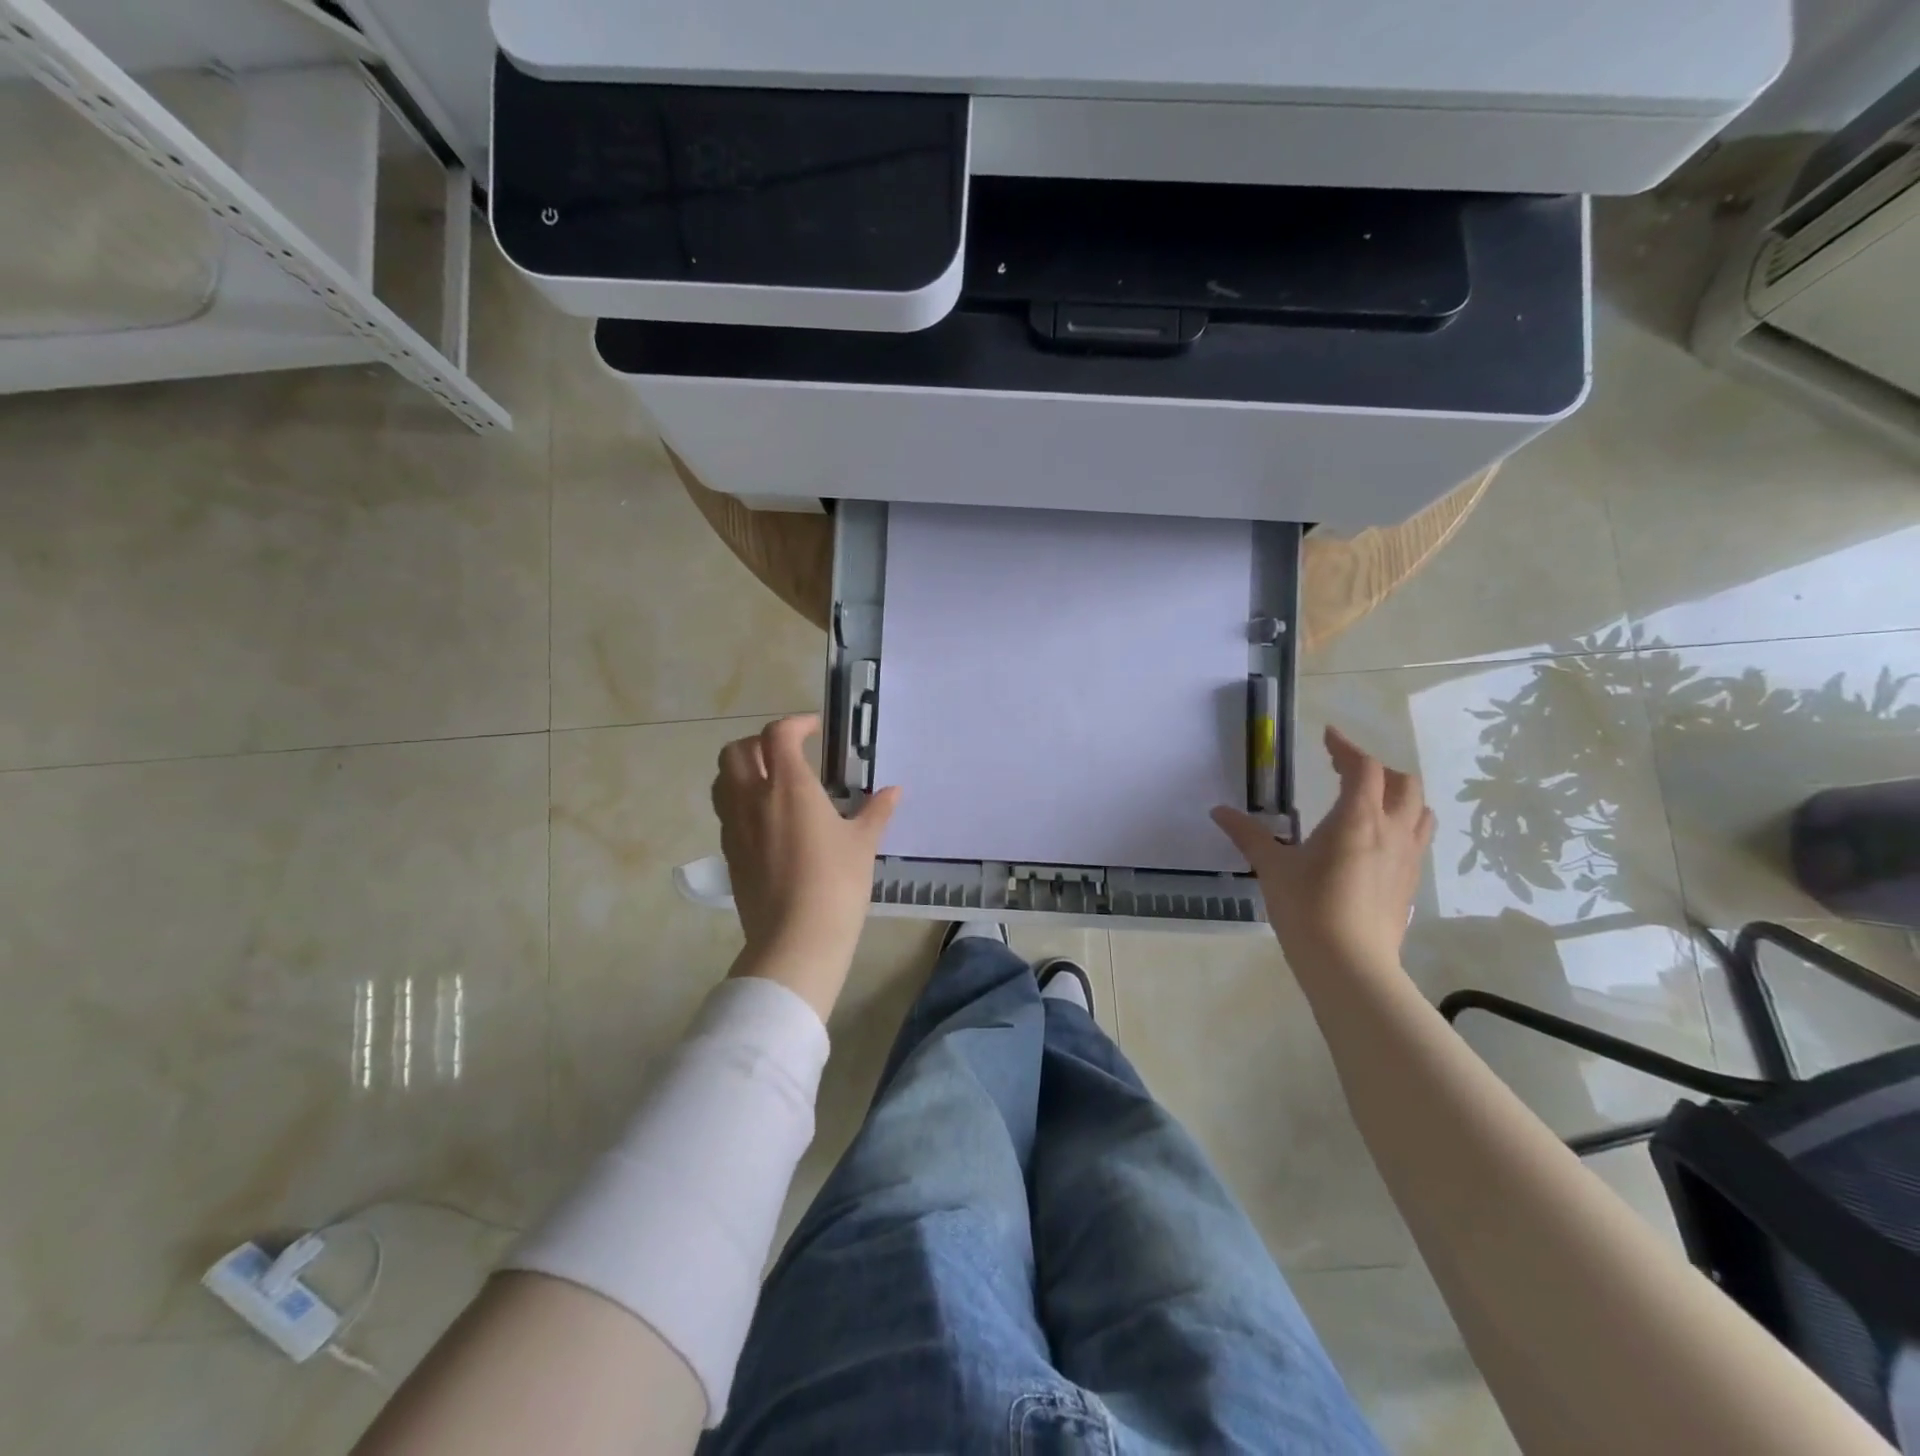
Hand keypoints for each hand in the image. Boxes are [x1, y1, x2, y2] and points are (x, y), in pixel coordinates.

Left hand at [711, 714, 899, 1017]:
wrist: (796, 938)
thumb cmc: (837, 883)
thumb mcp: (863, 844)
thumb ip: (876, 811)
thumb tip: (893, 791)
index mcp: (789, 787)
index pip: (778, 735)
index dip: (796, 724)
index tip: (814, 730)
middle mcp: (754, 798)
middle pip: (736, 750)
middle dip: (759, 742)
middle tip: (787, 754)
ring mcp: (735, 826)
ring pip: (722, 780)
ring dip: (742, 770)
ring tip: (770, 782)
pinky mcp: (729, 853)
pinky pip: (726, 812)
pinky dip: (740, 802)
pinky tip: (767, 821)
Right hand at [1212, 726, 1434, 974]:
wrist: (1350, 965)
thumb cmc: (1307, 908)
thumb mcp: (1271, 867)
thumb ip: (1247, 834)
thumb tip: (1218, 811)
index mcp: (1358, 818)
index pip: (1364, 768)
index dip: (1347, 747)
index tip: (1328, 737)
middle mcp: (1392, 831)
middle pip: (1402, 783)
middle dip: (1375, 769)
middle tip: (1344, 771)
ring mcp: (1408, 858)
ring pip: (1419, 811)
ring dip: (1398, 795)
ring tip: (1369, 801)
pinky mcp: (1410, 883)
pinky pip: (1417, 839)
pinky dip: (1402, 825)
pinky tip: (1375, 842)